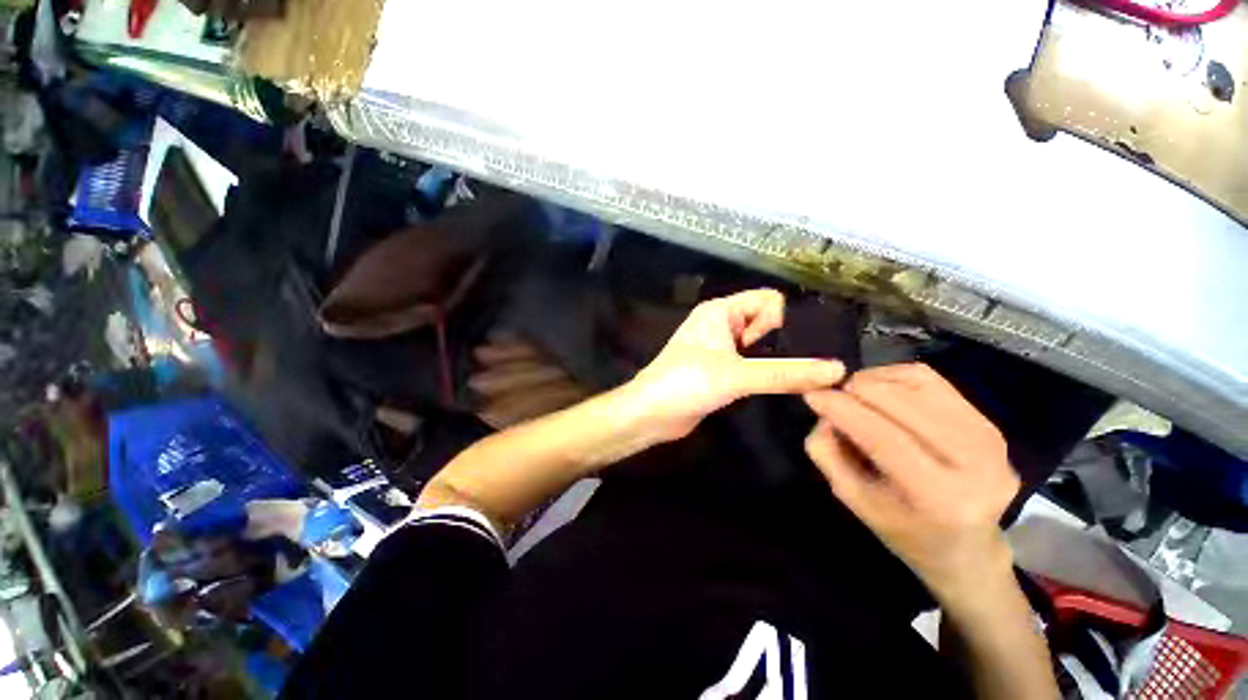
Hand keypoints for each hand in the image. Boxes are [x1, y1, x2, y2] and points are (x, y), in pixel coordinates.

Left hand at [625, 289, 845, 442]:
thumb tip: (838, 369)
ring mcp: (719, 347)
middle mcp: (721, 324)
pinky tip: (775, 388)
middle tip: (797, 368)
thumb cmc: (686, 383)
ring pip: (759, 345)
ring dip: (775, 359)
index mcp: (720, 311)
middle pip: (765, 321)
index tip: (777, 350)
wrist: (650, 413)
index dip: (779, 321)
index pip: (767, 299)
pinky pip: (750, 362)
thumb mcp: (736, 376)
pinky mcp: (720, 369)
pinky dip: (763, 371)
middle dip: (782, 341)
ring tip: (791, 380)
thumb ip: (784, 373)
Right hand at [802, 364, 1018, 604]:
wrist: (967, 546)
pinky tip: (880, 390)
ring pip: (916, 383)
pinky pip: (930, 380)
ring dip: (873, 381)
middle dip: (856, 391)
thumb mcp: (853, 499)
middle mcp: (976, 464)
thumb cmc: (903, 529)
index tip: (812, 394)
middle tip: (834, 397)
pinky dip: (894, 376)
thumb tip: (825, 412)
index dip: (842, 409)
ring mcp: (989, 439)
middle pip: (901, 403)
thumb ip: (828, 453)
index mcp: (940, 497)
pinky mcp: (989, 422)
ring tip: (856, 395)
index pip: (884, 437)